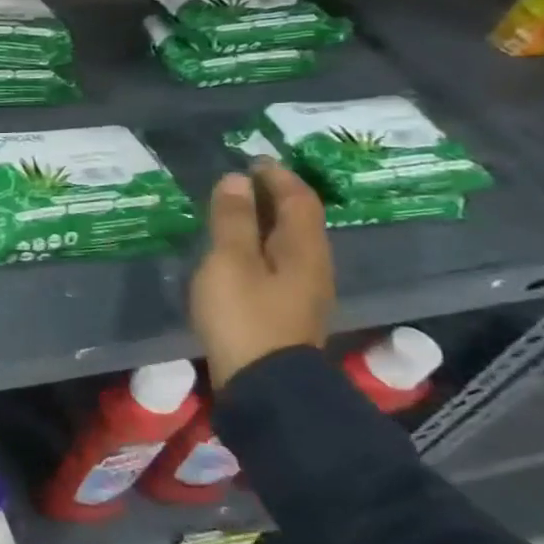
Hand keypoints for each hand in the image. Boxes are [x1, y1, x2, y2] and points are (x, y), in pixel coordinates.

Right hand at [191, 161, 334, 389]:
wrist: (264, 384)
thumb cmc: (244, 315)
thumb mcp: (230, 262)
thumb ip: (232, 220)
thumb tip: (237, 179)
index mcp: (303, 249)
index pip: (299, 200)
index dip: (279, 176)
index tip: (255, 159)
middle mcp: (313, 266)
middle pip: (299, 221)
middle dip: (275, 196)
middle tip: (243, 180)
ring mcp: (303, 292)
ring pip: (289, 243)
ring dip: (266, 222)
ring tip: (236, 212)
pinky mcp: (287, 311)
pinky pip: (278, 263)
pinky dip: (260, 245)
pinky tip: (239, 252)